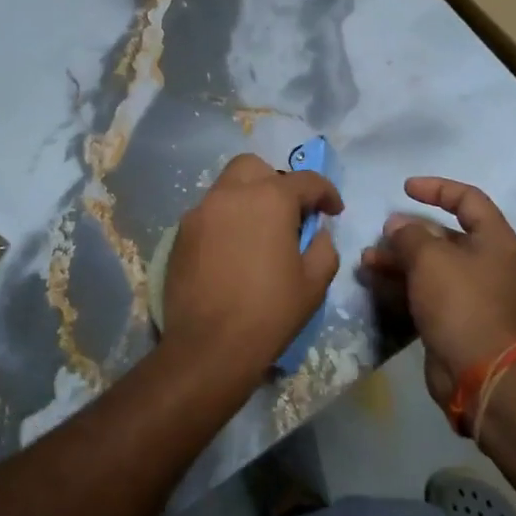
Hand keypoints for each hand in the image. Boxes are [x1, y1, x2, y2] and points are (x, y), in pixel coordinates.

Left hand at [160, 153, 342, 392]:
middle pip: (256, 168)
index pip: (306, 180)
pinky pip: (209, 213)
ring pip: (228, 187)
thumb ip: (323, 247)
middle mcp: (231, 194)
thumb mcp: (314, 283)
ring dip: (248, 199)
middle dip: (277, 182)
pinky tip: (234, 251)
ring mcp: (200, 212)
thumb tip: (316, 233)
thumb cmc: (270, 313)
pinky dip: (226, 220)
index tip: (334, 212)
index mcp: (270, 199)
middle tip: (289, 213)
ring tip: (260, 233)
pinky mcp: (181, 234)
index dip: (326, 193)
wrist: (209, 347)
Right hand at [360, 177, 515, 407]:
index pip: (467, 199)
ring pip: (429, 265)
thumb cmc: (460, 302)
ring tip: (366, 260)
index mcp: (493, 239)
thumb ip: (410, 235)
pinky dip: (400, 284)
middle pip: (444, 235)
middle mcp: (486, 262)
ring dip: (397, 260)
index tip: (405, 188)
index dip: (436, 188)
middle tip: (380, 234)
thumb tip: (398, 226)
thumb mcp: (431, 258)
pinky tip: (372, 281)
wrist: (480, 373)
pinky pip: (424, 291)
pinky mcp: (453, 318)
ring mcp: (470, 292)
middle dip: (408, 232)